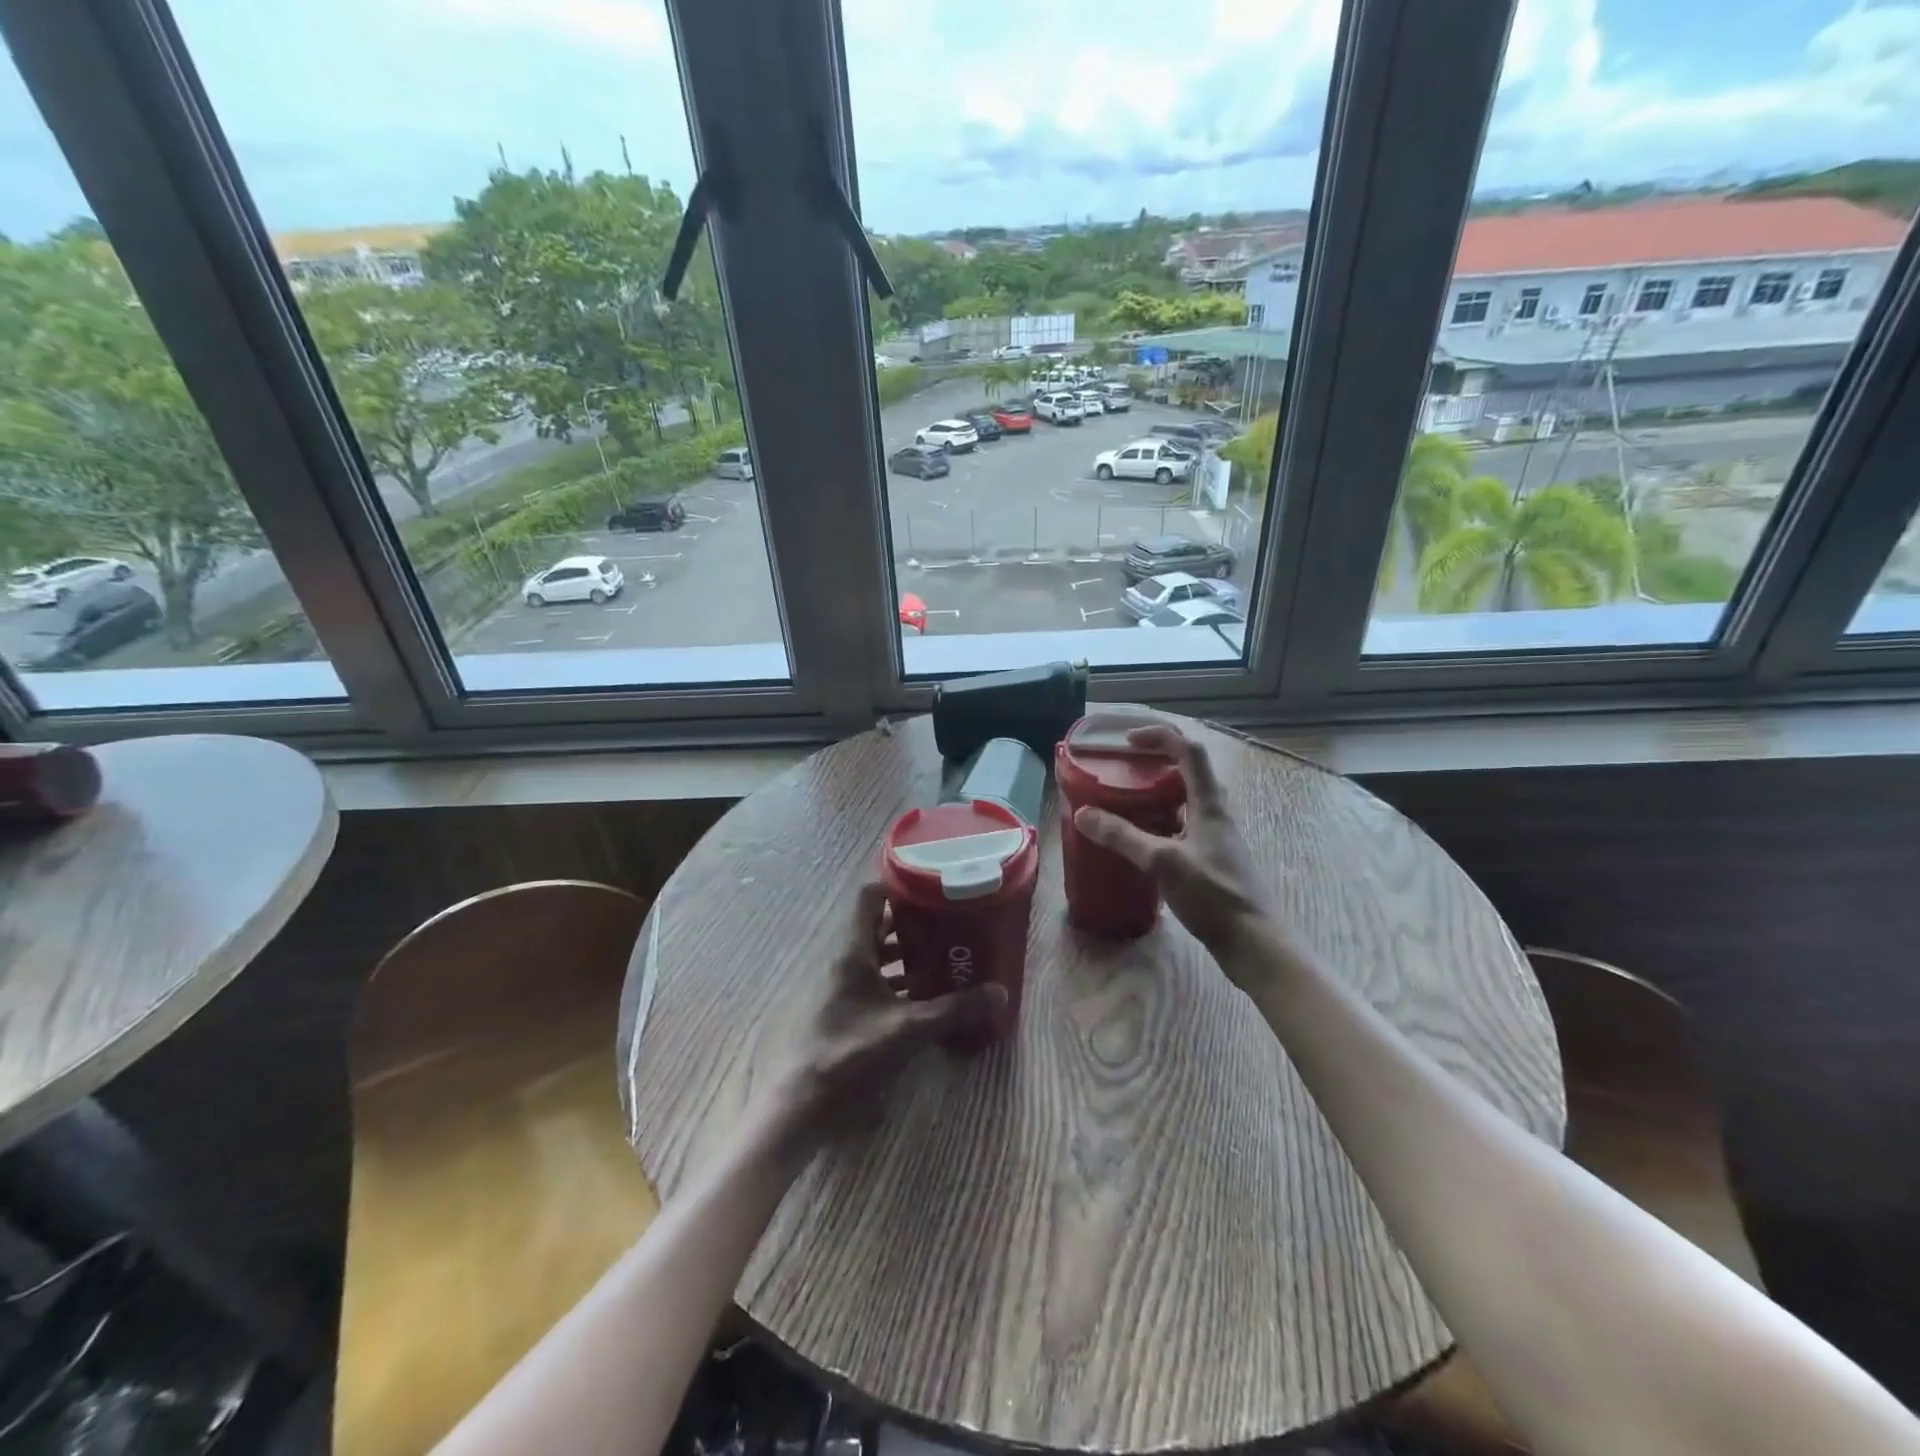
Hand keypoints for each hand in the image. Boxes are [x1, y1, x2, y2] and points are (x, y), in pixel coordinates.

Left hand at [766, 882, 1005, 1139]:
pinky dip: (892, 984)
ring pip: (872, 957)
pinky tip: (917, 1000)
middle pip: (875, 926)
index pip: (870, 896)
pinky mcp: (835, 1012)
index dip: (898, 884)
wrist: (798, 1105)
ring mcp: (836, 987)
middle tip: (947, 924)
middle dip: (910, 923)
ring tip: (940, 958)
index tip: (932, 885)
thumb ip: (954, 1009)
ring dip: (903, 956)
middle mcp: (842, 960)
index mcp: (852, 950)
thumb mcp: (908, 1030)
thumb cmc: (850, 1053)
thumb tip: (1000, 992)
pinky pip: (868, 984)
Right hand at [1073, 724, 1275, 963]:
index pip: (1189, 752)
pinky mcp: (1213, 860)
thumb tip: (1083, 814)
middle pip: (1191, 772)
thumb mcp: (1162, 862)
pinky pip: (1185, 826)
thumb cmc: (1213, 895)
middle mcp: (1216, 814)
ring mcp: (1216, 838)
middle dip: (1160, 760)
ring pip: (1188, 801)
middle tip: (1128, 766)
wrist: (1254, 942)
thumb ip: (1122, 837)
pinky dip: (1163, 822)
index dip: (1161, 737)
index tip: (1129, 740)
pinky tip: (1143, 840)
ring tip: (1130, 799)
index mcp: (1209, 805)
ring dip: (1161, 792)